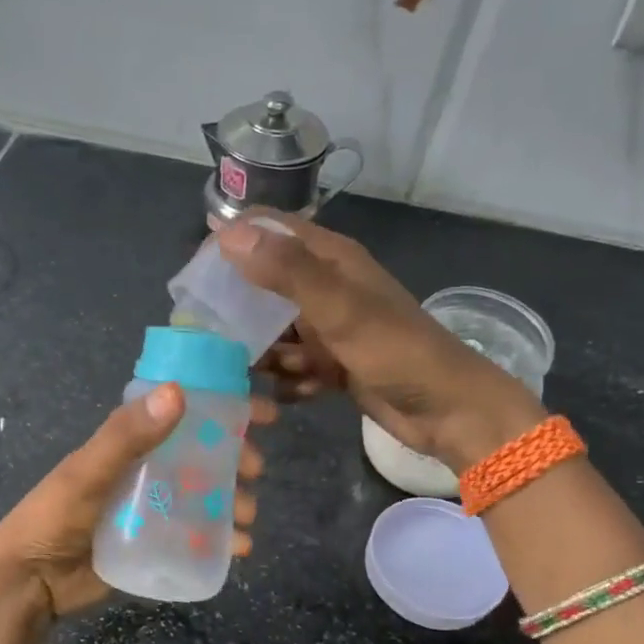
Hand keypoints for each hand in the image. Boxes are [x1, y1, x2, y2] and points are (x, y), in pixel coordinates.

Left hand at [0, 383, 274, 619]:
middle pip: (202, 455)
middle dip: (235, 458)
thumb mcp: (87, 473)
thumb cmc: (54, 518)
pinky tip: (239, 548)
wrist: (29, 583)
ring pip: (205, 496)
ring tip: (247, 516)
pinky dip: (222, 539)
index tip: (262, 414)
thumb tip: (178, 392)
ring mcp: (151, 508)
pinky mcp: (154, 544)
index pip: (183, 413)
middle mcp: (145, 470)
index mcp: (128, 443)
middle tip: (256, 470)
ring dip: (233, 500)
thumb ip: (126, 436)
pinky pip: (197, 535)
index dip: (223, 409)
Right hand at [217, 211, 542, 466]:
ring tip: (244, 373)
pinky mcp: (333, 365)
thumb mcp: (340, 308)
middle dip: (238, 308)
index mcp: (331, 260)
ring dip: (262, 352)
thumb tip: (228, 233)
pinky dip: (289, 380)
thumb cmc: (397, 352)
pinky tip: (292, 393)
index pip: (271, 232)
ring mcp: (330, 329)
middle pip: (266, 285)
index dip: (233, 241)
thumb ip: (286, 271)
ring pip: (276, 332)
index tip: (194, 271)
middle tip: (204, 334)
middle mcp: (327, 289)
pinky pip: (294, 366)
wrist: (449, 411)